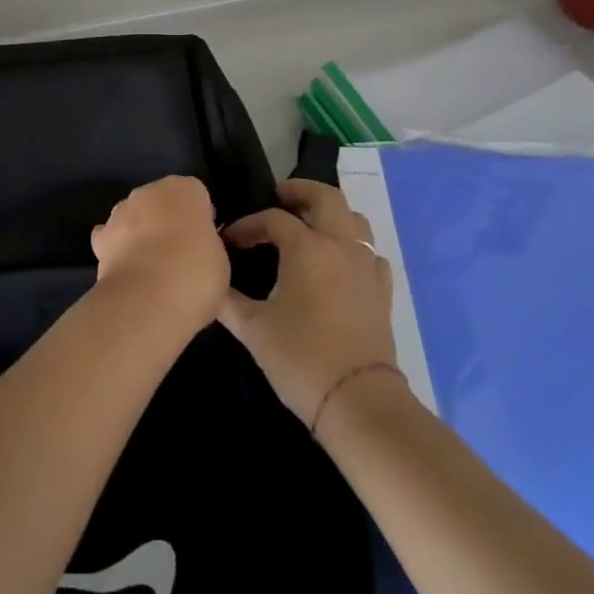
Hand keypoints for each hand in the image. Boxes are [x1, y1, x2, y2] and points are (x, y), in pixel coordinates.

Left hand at [90, 176, 228, 331]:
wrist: (149, 297)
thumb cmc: (196, 272)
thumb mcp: (220, 258)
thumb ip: (206, 242)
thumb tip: (195, 247)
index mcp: (184, 189)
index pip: (196, 195)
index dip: (201, 218)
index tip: (205, 241)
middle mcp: (149, 191)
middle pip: (162, 201)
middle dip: (168, 221)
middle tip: (180, 254)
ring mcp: (120, 211)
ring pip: (134, 216)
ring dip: (141, 232)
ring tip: (152, 267)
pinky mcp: (100, 237)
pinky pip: (111, 237)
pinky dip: (117, 248)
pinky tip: (127, 269)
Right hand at [218, 180, 396, 428]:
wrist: (358, 401)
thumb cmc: (300, 358)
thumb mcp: (252, 328)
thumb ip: (227, 298)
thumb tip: (210, 280)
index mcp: (307, 247)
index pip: (273, 219)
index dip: (248, 225)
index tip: (229, 242)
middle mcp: (340, 245)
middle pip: (326, 197)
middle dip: (300, 191)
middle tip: (279, 198)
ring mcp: (367, 266)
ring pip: (354, 219)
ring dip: (331, 214)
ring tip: (309, 225)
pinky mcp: (382, 290)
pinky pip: (370, 253)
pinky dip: (353, 247)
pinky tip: (339, 263)